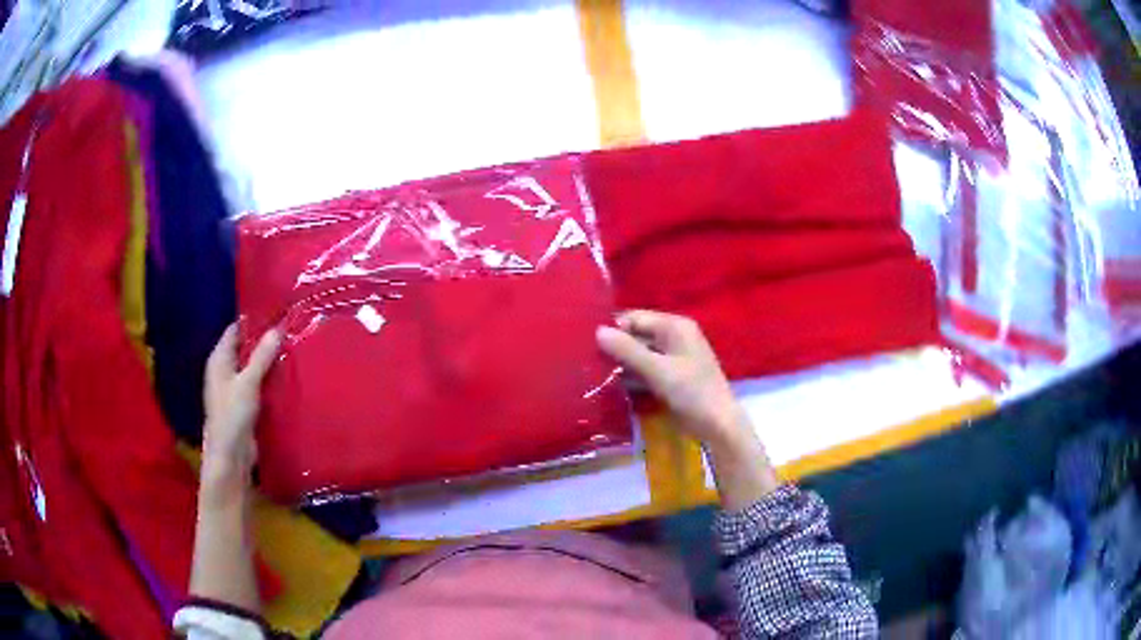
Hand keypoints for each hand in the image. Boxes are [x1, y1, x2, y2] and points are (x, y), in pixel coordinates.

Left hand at [203, 324, 280, 475]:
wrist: (231, 456)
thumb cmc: (233, 415)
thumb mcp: (248, 382)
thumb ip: (262, 356)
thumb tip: (277, 328)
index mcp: (219, 359)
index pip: (235, 330)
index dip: (253, 321)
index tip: (276, 313)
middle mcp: (225, 371)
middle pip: (245, 348)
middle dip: (264, 341)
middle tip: (289, 329)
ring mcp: (234, 389)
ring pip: (253, 368)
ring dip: (269, 361)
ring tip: (293, 349)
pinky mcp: (245, 405)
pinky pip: (259, 385)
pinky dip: (270, 379)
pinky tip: (287, 375)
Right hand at [596, 310, 779, 507]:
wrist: (718, 425)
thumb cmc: (692, 392)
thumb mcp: (658, 370)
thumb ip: (628, 350)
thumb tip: (597, 331)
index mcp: (675, 327)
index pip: (635, 318)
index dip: (612, 328)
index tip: (585, 341)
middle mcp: (674, 337)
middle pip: (636, 336)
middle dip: (614, 347)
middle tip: (584, 359)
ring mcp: (673, 359)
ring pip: (639, 355)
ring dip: (620, 364)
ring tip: (591, 373)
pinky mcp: (670, 378)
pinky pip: (645, 371)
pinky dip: (630, 377)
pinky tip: (609, 386)